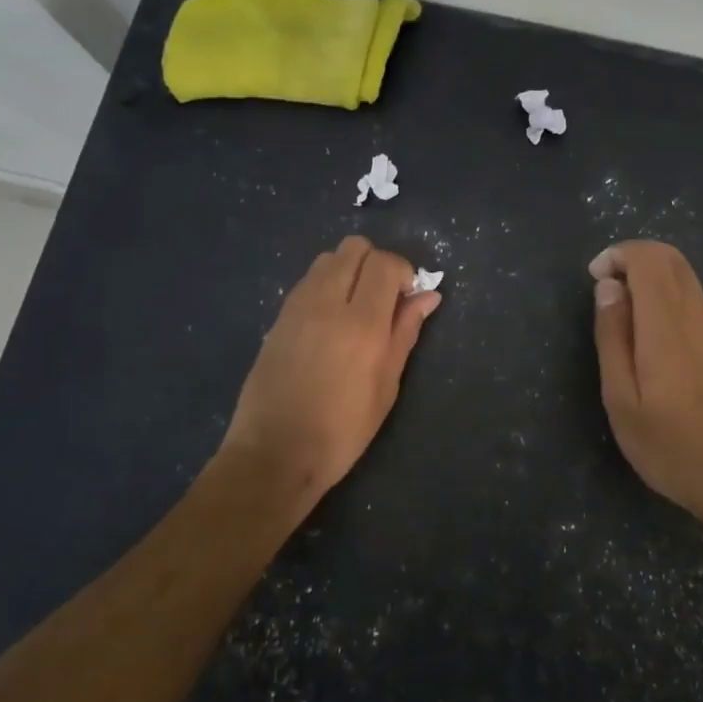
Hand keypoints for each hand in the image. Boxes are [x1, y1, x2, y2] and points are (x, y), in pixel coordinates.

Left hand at [222, 236, 439, 514]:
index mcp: (361, 323)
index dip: (404, 272)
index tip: (408, 299)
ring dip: (349, 271)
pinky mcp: (277, 318)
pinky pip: (308, 281)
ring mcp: (296, 307)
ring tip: (356, 309)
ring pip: (328, 259)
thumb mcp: (386, 386)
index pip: (385, 263)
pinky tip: (330, 323)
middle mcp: (326, 303)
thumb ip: (406, 333)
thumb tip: (428, 297)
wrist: (274, 453)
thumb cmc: (342, 430)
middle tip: (384, 299)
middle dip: (376, 264)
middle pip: (354, 248)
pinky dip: (326, 285)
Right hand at [590, 241, 702, 549]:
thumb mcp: (623, 401)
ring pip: (687, 283)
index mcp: (668, 323)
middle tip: (608, 295)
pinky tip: (661, 351)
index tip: (596, 279)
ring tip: (629, 329)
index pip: (649, 256)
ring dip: (653, 285)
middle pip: (671, 259)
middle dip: (634, 262)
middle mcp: (701, 315)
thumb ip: (613, 337)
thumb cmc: (674, 448)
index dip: (618, 254)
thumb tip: (608, 288)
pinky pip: (699, 307)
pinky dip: (672, 306)